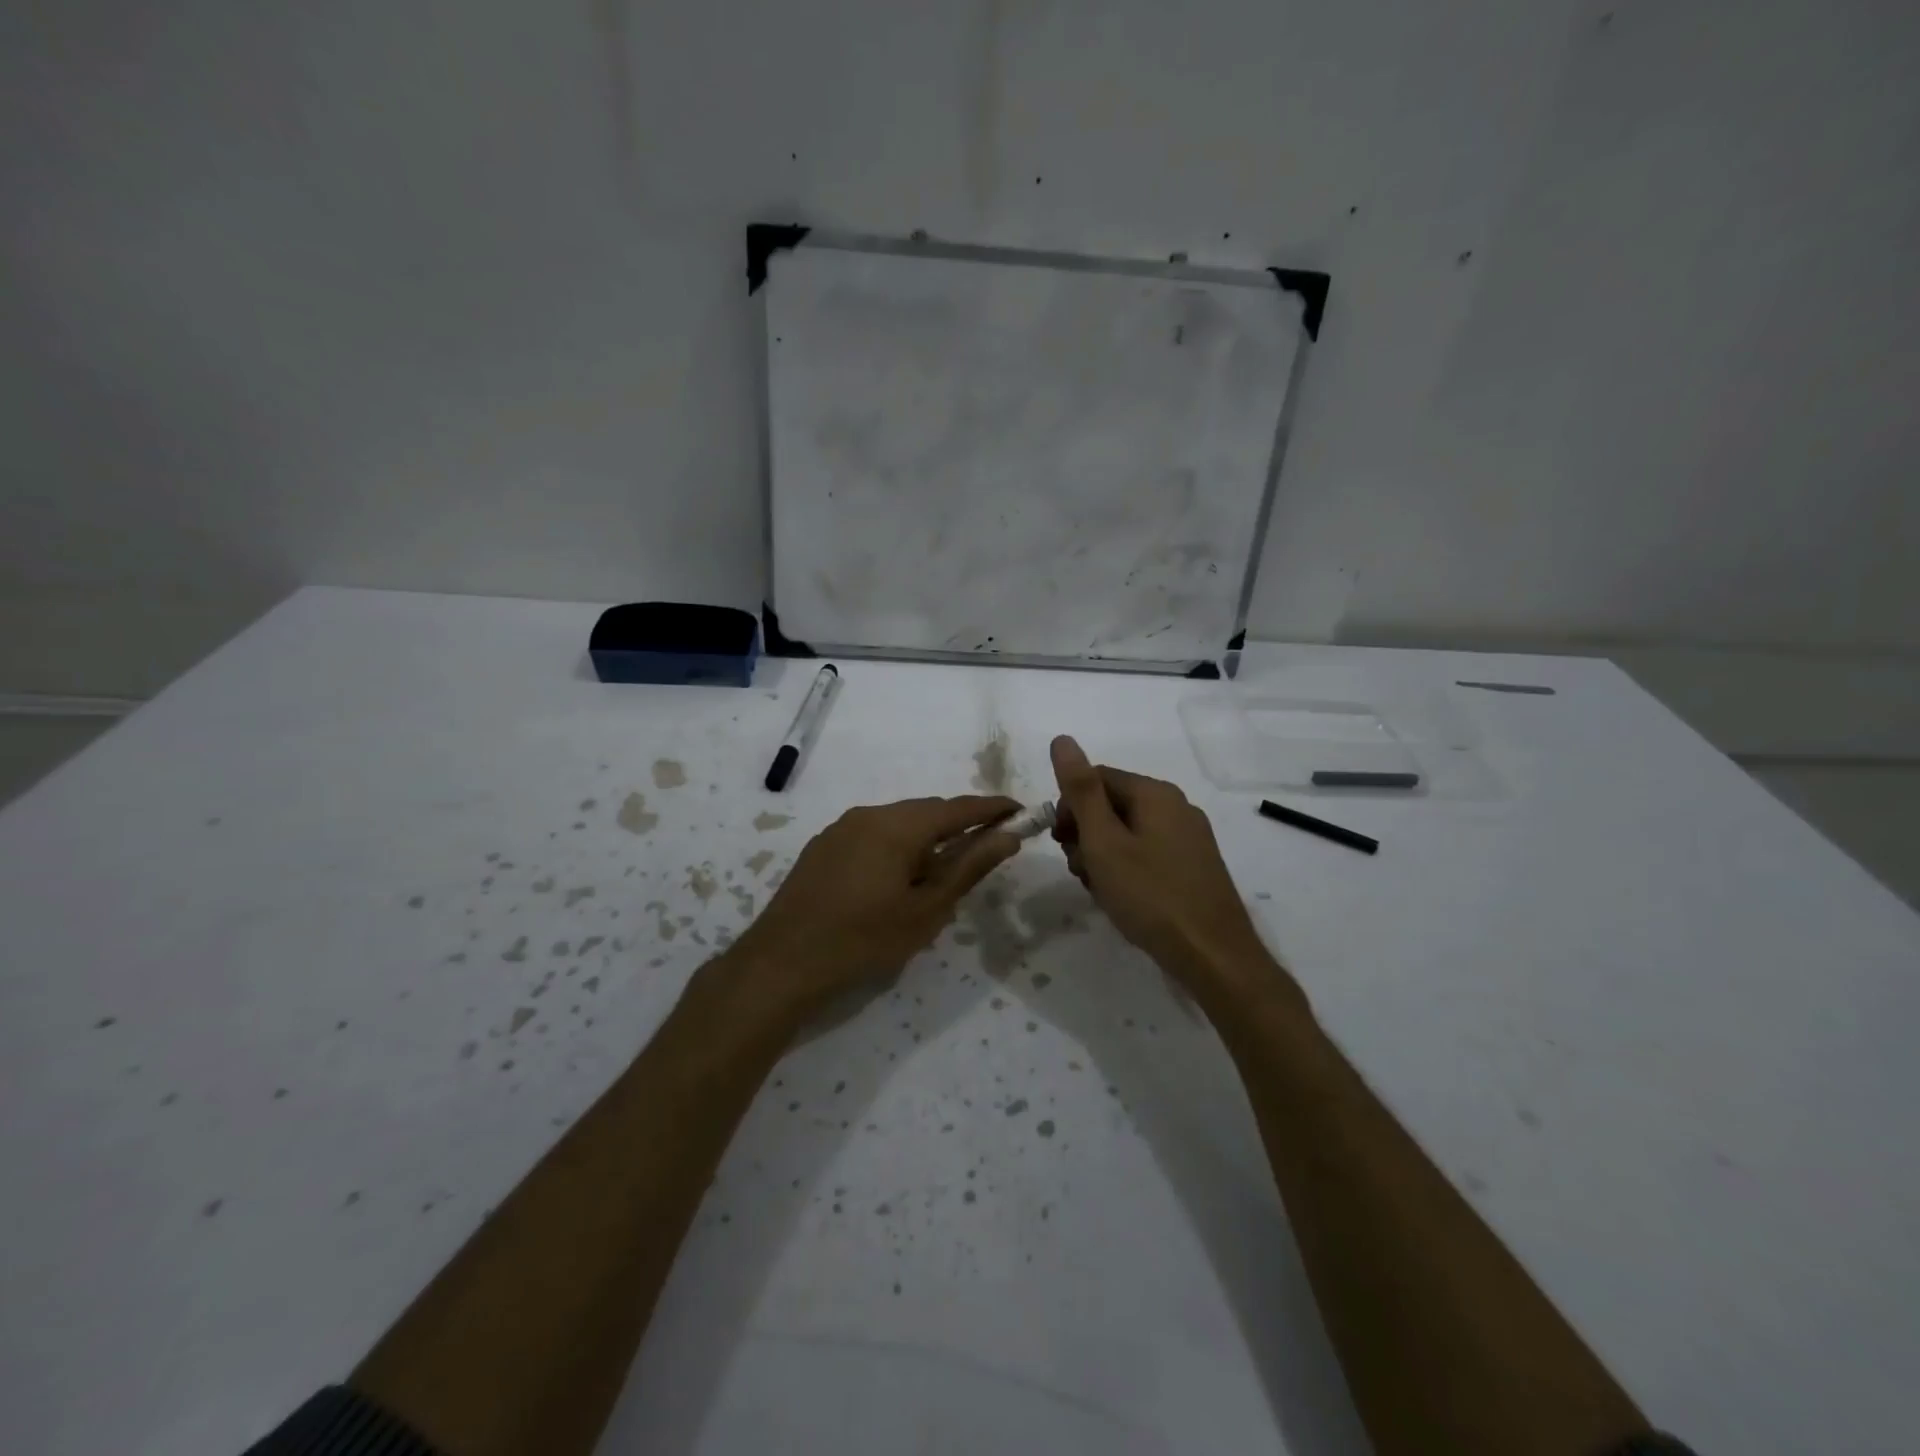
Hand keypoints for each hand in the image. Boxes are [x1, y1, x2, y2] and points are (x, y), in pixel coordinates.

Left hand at [719, 795, 1020, 1026]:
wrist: (781, 963)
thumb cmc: (863, 939)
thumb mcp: (926, 910)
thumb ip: (968, 867)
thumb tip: (1007, 836)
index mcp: (897, 825)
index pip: (957, 807)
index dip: (992, 808)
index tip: (1020, 811)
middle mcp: (868, 814)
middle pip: (926, 812)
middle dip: (958, 826)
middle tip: (985, 850)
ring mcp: (840, 828)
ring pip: (898, 823)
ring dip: (926, 839)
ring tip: (940, 875)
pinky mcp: (823, 847)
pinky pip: (872, 835)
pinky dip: (897, 847)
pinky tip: (897, 881)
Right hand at [1049, 736, 1282, 999]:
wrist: (1214, 956)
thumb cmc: (1150, 895)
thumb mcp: (1104, 842)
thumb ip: (1081, 790)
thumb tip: (1063, 738)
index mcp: (1155, 794)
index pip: (1096, 778)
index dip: (1070, 808)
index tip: (1061, 843)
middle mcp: (1177, 807)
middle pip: (1113, 804)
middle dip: (1086, 834)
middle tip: (1080, 870)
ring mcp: (1190, 837)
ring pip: (1128, 832)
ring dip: (1103, 855)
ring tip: (1100, 889)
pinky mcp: (1195, 865)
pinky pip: (1148, 853)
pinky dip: (1127, 869)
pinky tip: (1123, 898)